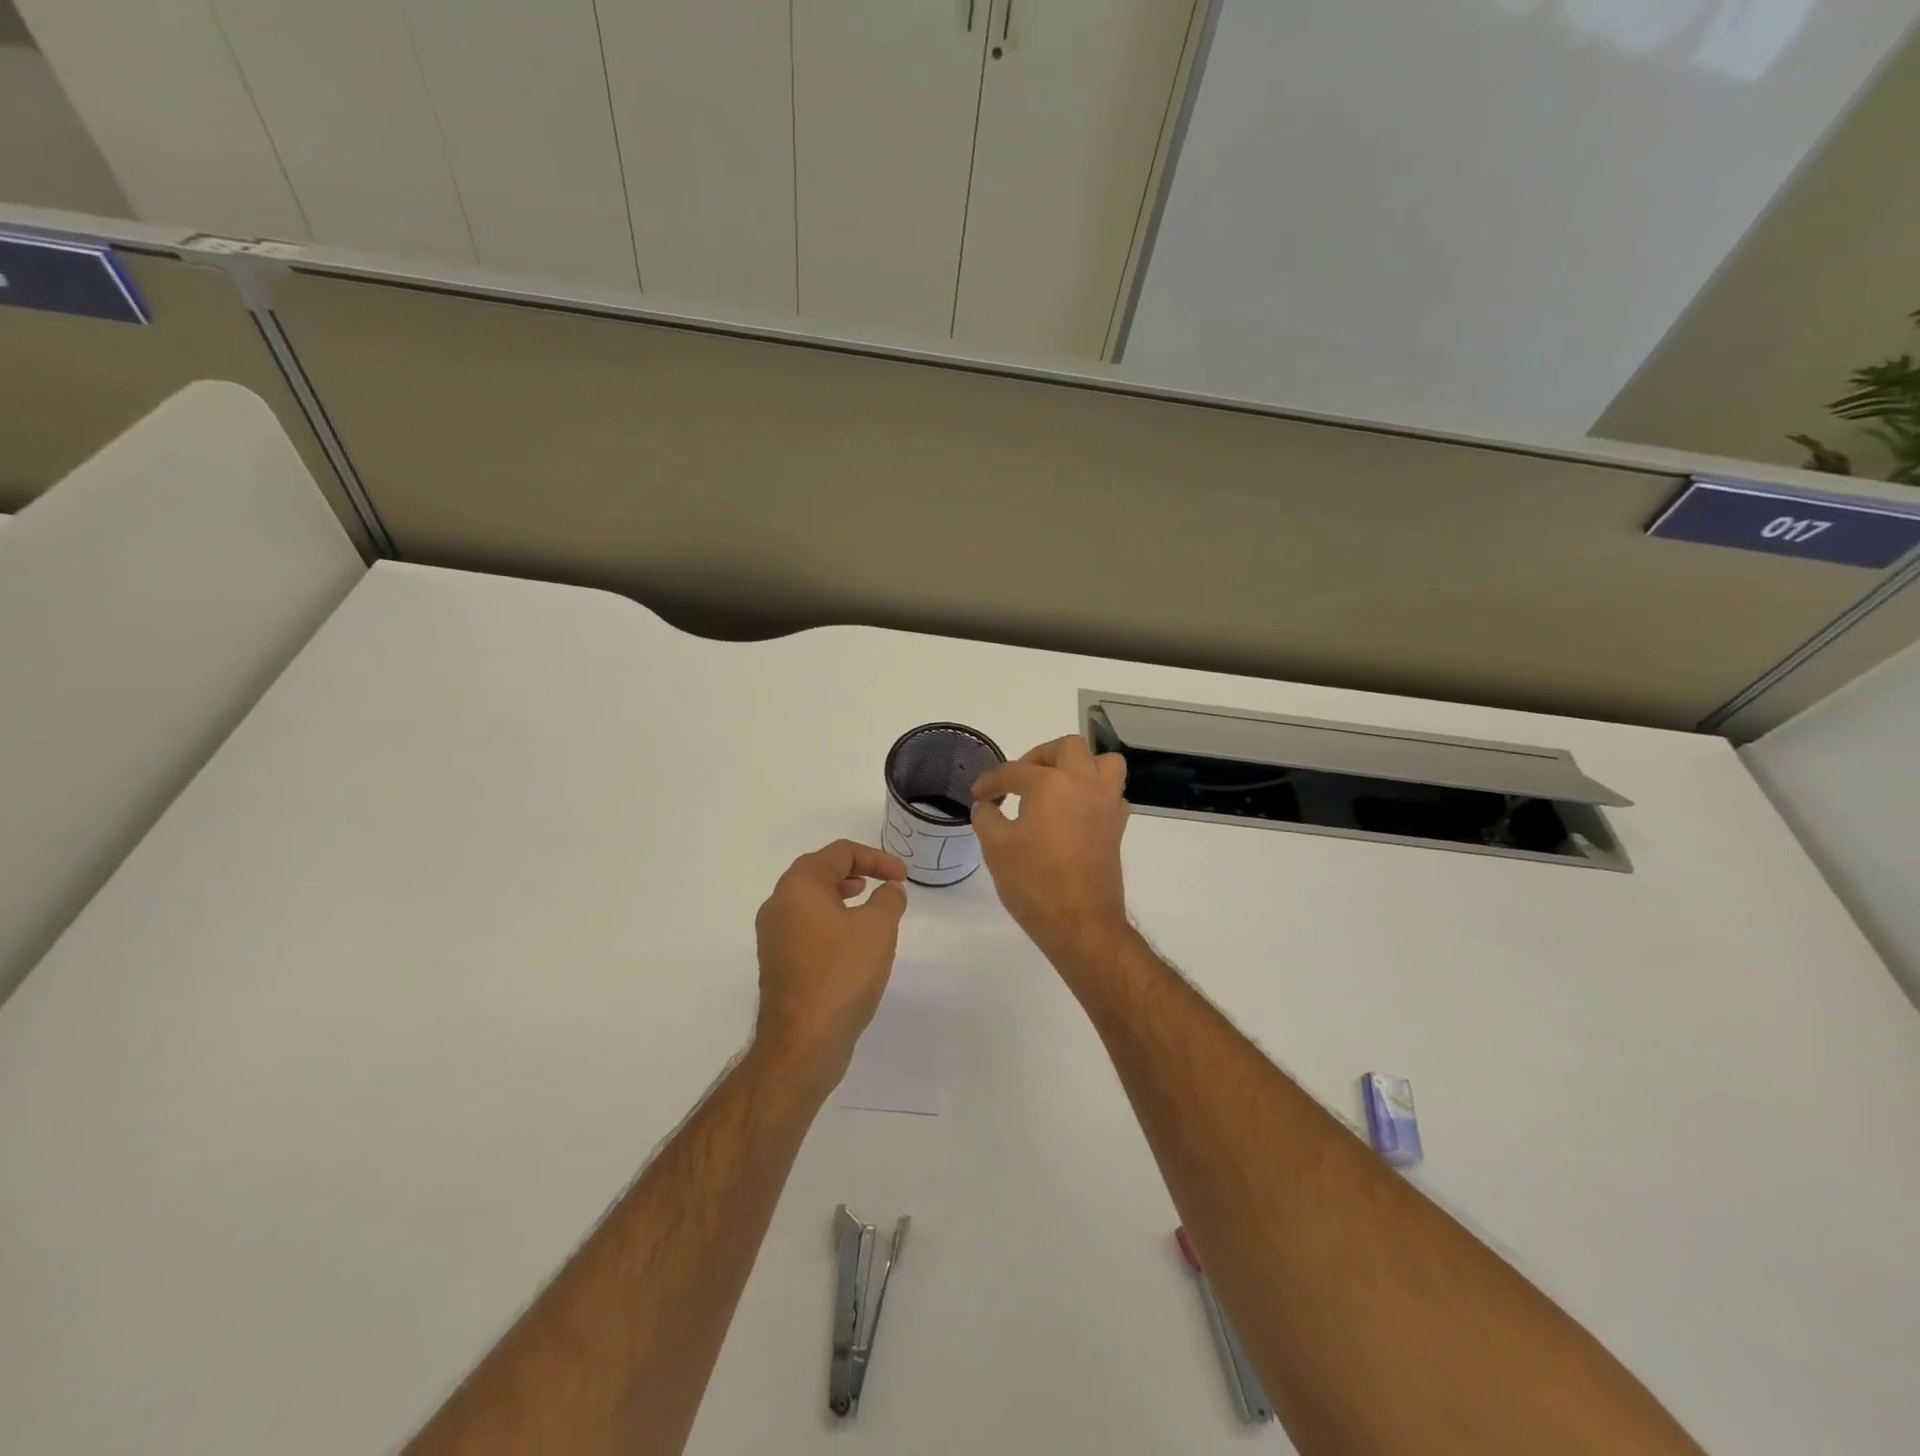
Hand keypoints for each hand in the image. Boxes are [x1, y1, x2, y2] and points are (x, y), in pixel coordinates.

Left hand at [753, 840, 908, 1074]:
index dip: (877, 858)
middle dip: (856, 872)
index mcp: (799, 885)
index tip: (902, 877)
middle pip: (819, 871)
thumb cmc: (842, 973)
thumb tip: (889, 890)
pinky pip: (806, 926)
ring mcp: (772, 935)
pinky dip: (831, 921)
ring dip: (842, 896)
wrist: (803, 1041)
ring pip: (810, 900)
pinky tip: (852, 942)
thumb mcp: (878, 928)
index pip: (840, 852)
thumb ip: (889, 898)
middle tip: (884, 883)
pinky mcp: (777, 962)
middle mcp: (778, 903)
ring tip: (869, 907)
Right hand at [971, 736, 1130, 964]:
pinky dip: (1094, 792)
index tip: (979, 795)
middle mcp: (1083, 784)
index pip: (1014, 771)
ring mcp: (1106, 804)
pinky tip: (1075, 812)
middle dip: (1040, 757)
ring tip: (1057, 786)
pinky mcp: (1117, 827)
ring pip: (1103, 762)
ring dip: (1079, 765)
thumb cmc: (1034, 882)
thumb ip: (986, 817)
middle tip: (1021, 780)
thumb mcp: (996, 848)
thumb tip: (986, 805)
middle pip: (1067, 748)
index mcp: (1050, 784)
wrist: (1080, 924)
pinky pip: (1111, 793)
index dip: (991, 782)